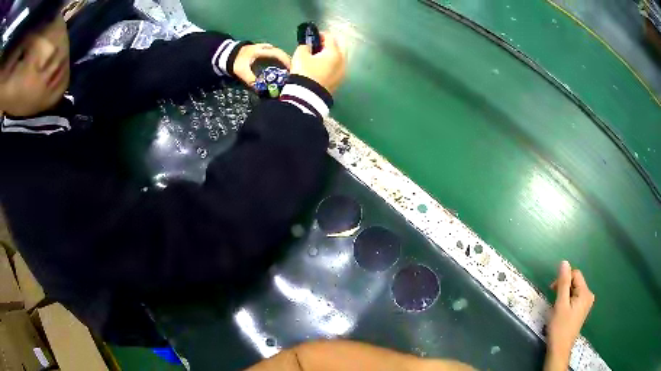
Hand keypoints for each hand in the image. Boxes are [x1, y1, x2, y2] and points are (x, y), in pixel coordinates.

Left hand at [233, 43, 291, 86]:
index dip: (286, 62)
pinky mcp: (266, 50)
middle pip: (281, 54)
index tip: (292, 70)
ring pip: (279, 54)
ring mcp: (266, 47)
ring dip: (285, 62)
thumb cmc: (237, 61)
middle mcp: (266, 47)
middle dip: (288, 63)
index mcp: (261, 51)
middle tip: (293, 74)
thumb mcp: (242, 71)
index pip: (278, 54)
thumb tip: (260, 91)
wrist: (229, 54)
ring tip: (288, 73)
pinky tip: (281, 70)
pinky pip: (276, 55)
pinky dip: (280, 61)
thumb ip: (251, 80)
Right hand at [291, 32, 346, 92]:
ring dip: (331, 55)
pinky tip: (321, 67)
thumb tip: (307, 47)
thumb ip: (304, 46)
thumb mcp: (300, 55)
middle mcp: (342, 61)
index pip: (330, 37)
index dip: (320, 34)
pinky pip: (337, 68)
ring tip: (319, 57)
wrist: (308, 97)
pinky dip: (331, 64)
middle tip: (318, 46)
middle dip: (329, 44)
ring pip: (340, 58)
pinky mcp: (339, 81)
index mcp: (334, 52)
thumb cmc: (304, 72)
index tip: (312, 36)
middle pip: (339, 46)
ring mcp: (343, 72)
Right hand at [545, 261, 594, 368]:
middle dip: (563, 287)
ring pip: (574, 290)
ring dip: (564, 295)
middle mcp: (589, 296)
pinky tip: (561, 311)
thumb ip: (563, 283)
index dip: (563, 279)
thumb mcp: (560, 304)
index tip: (552, 290)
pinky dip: (567, 301)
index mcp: (585, 293)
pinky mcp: (582, 310)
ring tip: (556, 307)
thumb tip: (564, 262)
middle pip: (575, 282)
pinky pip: (575, 298)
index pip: (575, 274)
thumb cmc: (560, 327)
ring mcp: (586, 304)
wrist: (560, 349)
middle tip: (553, 300)